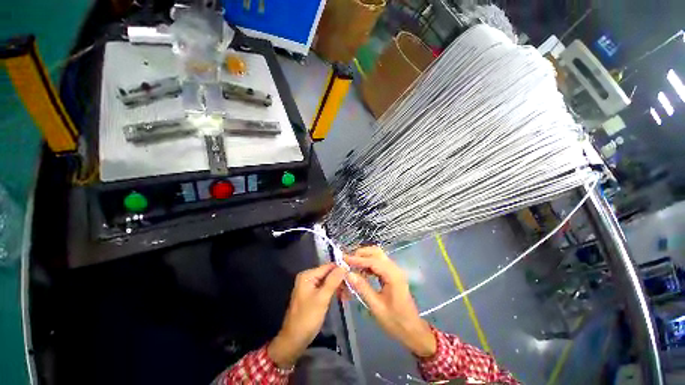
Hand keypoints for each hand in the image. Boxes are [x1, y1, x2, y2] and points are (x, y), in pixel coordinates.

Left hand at [268, 263, 345, 367]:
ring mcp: (310, 286)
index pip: (328, 266)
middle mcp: (308, 277)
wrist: (294, 340)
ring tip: (349, 294)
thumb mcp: (322, 298)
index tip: (353, 275)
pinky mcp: (313, 294)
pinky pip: (326, 288)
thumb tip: (344, 266)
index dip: (341, 269)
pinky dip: (334, 291)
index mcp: (308, 275)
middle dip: (340, 279)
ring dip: (338, 286)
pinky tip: (342, 296)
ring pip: (328, 281)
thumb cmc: (307, 318)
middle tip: (352, 288)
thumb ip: (333, 281)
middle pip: (328, 273)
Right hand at [345, 246, 436, 357]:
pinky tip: (361, 272)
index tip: (343, 259)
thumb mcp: (376, 306)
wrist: (412, 330)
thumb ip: (362, 288)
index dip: (357, 259)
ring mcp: (394, 271)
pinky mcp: (392, 274)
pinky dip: (368, 264)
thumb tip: (348, 274)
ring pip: (377, 256)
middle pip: (376, 252)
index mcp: (393, 276)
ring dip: (364, 258)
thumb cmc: (395, 321)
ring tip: (352, 266)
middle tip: (347, 261)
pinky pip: (378, 263)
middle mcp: (394, 269)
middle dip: (361, 254)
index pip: (373, 261)